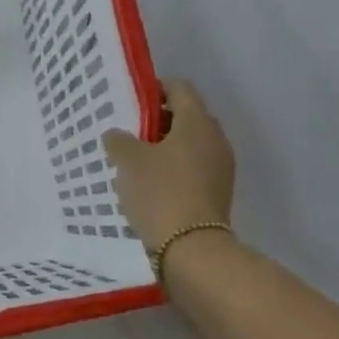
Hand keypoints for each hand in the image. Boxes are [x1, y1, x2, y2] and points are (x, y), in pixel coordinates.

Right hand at [102, 81, 235, 253]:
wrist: (192, 251)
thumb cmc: (160, 193)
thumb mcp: (128, 160)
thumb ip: (119, 140)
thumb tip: (118, 135)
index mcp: (197, 122)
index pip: (180, 88)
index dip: (155, 89)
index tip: (132, 102)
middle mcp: (215, 139)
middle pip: (187, 116)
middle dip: (159, 120)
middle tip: (131, 132)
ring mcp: (221, 168)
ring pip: (191, 144)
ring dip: (167, 147)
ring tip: (138, 161)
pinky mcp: (219, 193)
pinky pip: (195, 168)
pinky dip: (176, 168)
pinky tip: (152, 185)